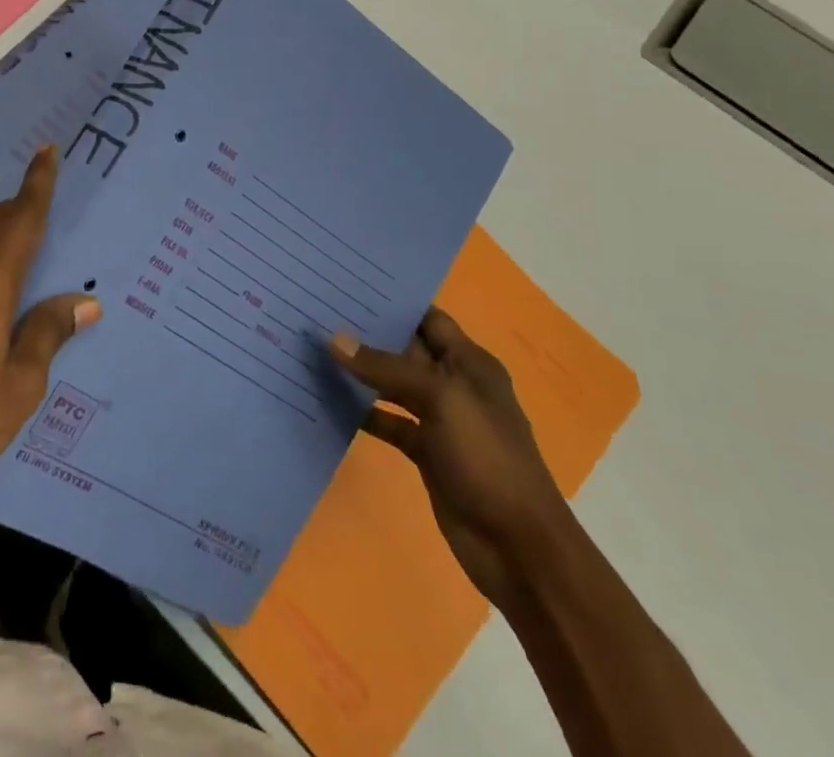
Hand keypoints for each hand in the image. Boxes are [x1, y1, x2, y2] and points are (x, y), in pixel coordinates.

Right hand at [330, 308, 572, 607]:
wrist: (519, 548)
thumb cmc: (487, 457)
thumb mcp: (440, 399)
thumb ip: (385, 367)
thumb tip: (332, 338)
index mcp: (470, 363)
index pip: (428, 318)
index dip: (393, 301)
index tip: (347, 285)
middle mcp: (455, 384)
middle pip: (406, 349)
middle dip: (368, 333)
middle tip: (319, 312)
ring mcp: (440, 420)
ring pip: (393, 385)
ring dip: (361, 372)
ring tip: (315, 348)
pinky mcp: (427, 452)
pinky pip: (389, 421)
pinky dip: (363, 412)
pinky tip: (329, 400)